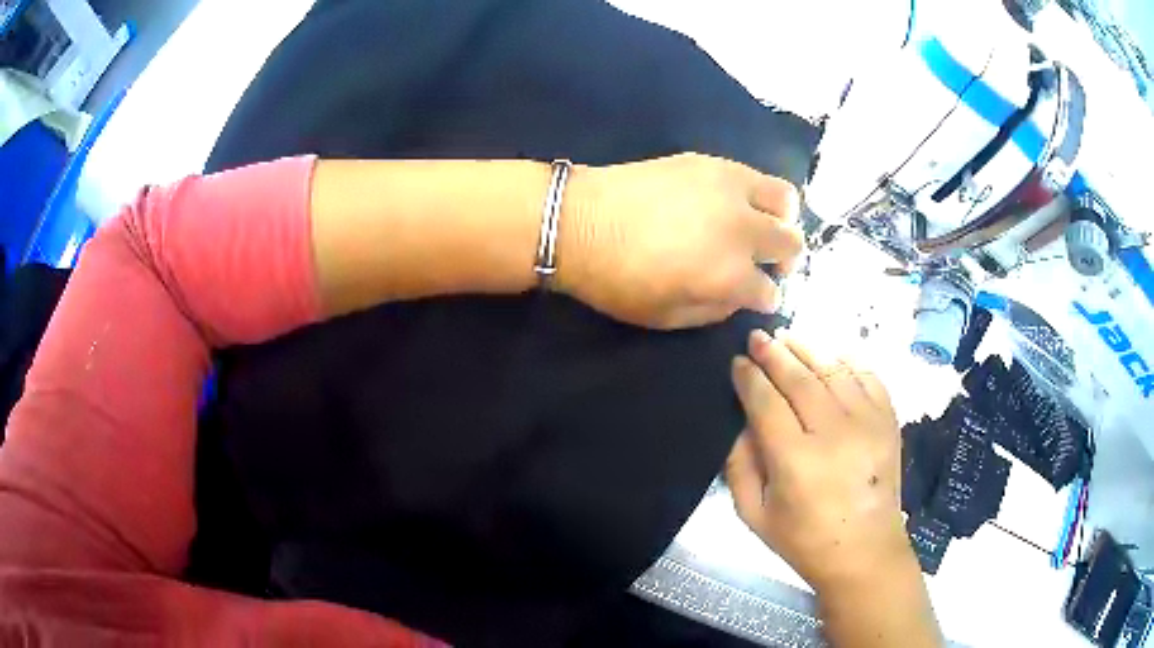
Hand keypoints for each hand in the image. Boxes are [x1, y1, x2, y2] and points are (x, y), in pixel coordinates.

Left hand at [557, 153, 801, 329]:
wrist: (579, 221)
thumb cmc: (617, 280)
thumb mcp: (668, 317)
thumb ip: (715, 310)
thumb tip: (739, 295)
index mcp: (731, 276)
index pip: (772, 293)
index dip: (765, 298)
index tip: (755, 296)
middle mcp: (742, 230)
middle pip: (791, 244)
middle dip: (786, 260)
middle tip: (767, 263)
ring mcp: (730, 190)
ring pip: (786, 199)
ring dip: (782, 218)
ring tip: (762, 225)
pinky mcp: (712, 163)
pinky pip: (756, 174)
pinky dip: (758, 192)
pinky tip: (737, 202)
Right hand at [724, 329, 913, 591]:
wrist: (865, 551)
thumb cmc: (804, 539)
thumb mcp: (754, 514)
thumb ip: (739, 465)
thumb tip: (742, 420)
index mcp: (796, 461)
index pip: (767, 402)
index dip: (749, 377)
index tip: (737, 361)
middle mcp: (834, 433)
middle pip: (800, 378)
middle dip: (775, 353)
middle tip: (758, 335)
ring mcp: (867, 422)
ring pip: (833, 369)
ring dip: (808, 348)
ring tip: (789, 335)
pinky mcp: (888, 420)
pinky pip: (867, 376)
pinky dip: (848, 360)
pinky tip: (831, 354)